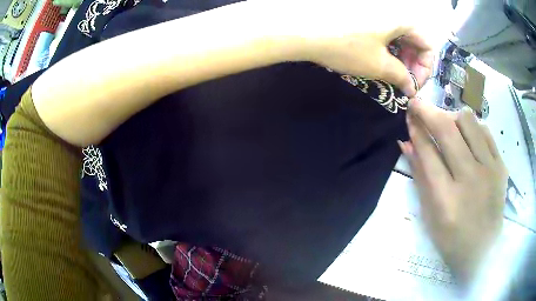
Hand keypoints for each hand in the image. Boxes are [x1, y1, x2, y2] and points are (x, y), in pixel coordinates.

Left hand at [259, 0, 433, 95]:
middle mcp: (392, 12)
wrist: (304, 31)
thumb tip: (411, 88)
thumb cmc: (347, 46)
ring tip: (391, 74)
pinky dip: (387, 49)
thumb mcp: (379, 65)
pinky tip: (379, 61)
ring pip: (399, 37)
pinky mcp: (364, 16)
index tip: (414, 85)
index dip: (425, 68)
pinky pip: (385, 33)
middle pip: (414, 39)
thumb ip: (401, 76)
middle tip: (403, 82)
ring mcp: (377, 13)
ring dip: (400, 57)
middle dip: (412, 63)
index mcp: (402, 19)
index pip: (427, 44)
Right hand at [398, 100, 507, 285]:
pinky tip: (467, 135)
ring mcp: (489, 170)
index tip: (409, 114)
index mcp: (446, 199)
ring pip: (468, 122)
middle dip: (427, 111)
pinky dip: (473, 127)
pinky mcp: (501, 166)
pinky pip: (486, 132)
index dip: (416, 129)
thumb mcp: (430, 215)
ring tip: (447, 124)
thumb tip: (406, 143)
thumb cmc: (451, 239)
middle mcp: (470, 179)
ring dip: (452, 117)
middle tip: (418, 104)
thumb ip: (420, 177)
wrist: (483, 250)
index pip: (428, 152)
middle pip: (447, 130)